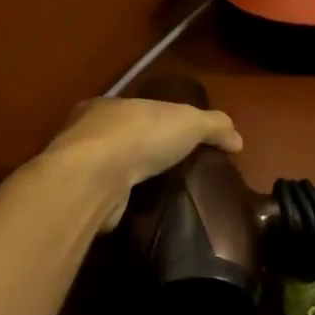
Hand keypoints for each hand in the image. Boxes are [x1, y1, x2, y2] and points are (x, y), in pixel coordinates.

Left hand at [43, 97, 242, 229]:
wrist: (93, 178)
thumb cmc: (140, 136)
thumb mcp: (189, 121)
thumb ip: (214, 126)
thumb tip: (237, 140)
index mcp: (108, 106)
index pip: (135, 110)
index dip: (157, 121)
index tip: (176, 138)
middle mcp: (86, 132)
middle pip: (120, 137)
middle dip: (141, 149)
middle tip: (170, 168)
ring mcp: (77, 167)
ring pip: (108, 168)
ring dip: (128, 177)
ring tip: (157, 192)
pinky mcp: (77, 197)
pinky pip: (103, 196)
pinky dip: (119, 200)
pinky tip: (137, 209)